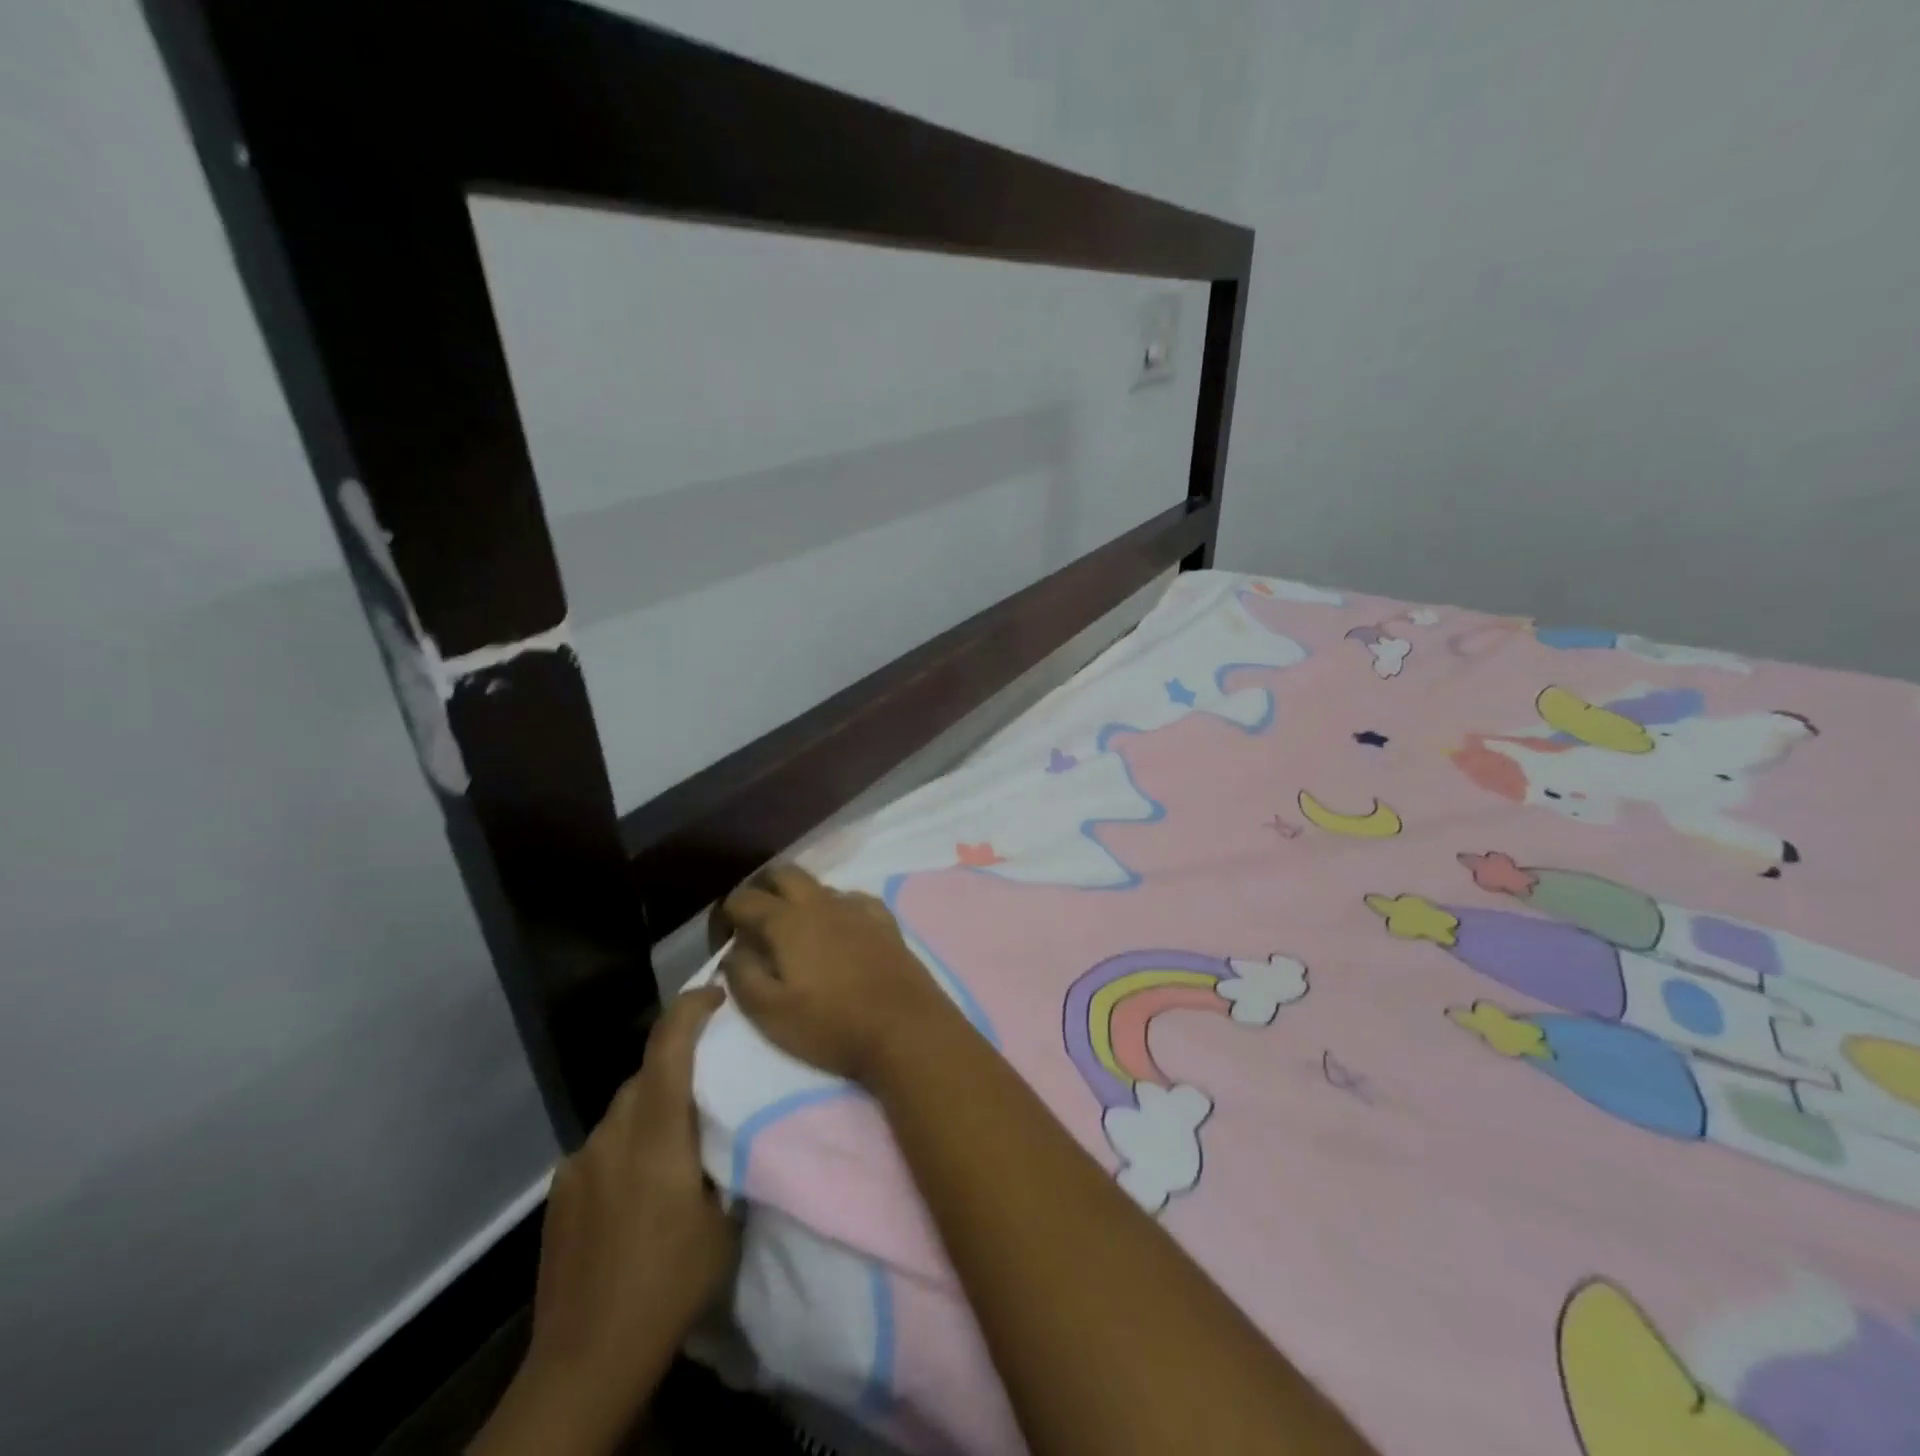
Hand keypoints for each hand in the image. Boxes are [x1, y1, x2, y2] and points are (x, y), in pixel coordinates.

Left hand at [482, 986, 734, 1454]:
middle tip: (714, 1080)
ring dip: (653, 1107)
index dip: (692, 1007)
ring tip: (679, 1141)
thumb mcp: (723, 1220)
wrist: (585, 1361)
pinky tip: (640, 1186)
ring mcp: (579, 1161)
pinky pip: (603, 1144)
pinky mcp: (560, 1190)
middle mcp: (611, 1134)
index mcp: (656, 1133)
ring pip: (624, 1109)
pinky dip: (627, 1144)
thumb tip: (727, 1124)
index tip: (718, 993)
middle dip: (679, 1062)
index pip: (669, 1045)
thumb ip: (723, 1157)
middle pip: (646, 1073)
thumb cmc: (670, 1285)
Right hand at [719, 865, 967, 1084]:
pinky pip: (853, 899)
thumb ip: (743, 975)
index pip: (745, 898)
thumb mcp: (770, 1014)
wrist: (905, 1028)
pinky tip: (839, 930)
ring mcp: (857, 908)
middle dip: (763, 889)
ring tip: (795, 931)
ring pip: (819, 885)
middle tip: (755, 921)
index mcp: (788, 921)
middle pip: (784, 873)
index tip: (724, 938)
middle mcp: (821, 903)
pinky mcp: (885, 920)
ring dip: (799, 898)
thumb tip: (734, 950)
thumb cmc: (831, 1025)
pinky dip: (836, 908)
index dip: (727, 914)